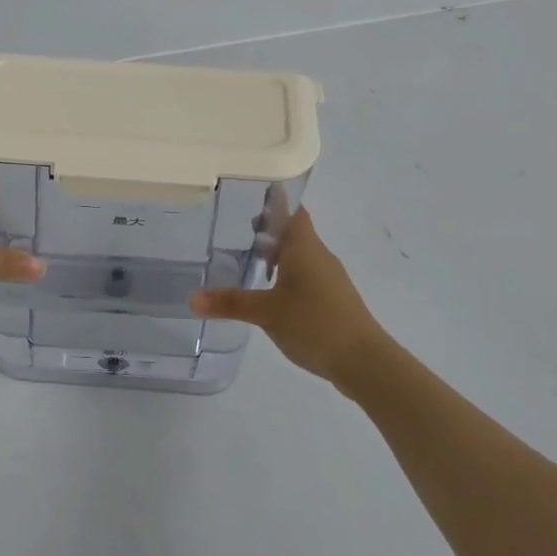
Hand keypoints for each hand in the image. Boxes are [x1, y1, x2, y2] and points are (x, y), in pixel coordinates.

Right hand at [190, 207, 389, 385]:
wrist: (365, 361)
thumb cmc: (315, 323)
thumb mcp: (266, 312)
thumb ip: (230, 303)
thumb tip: (191, 298)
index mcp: (304, 247)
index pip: (291, 210)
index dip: (273, 200)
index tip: (249, 194)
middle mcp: (319, 255)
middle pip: (294, 231)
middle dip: (268, 228)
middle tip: (237, 229)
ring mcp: (330, 278)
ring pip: (300, 255)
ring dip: (278, 253)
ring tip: (250, 259)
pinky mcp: (334, 299)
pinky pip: (307, 275)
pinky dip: (288, 274)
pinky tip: (272, 292)